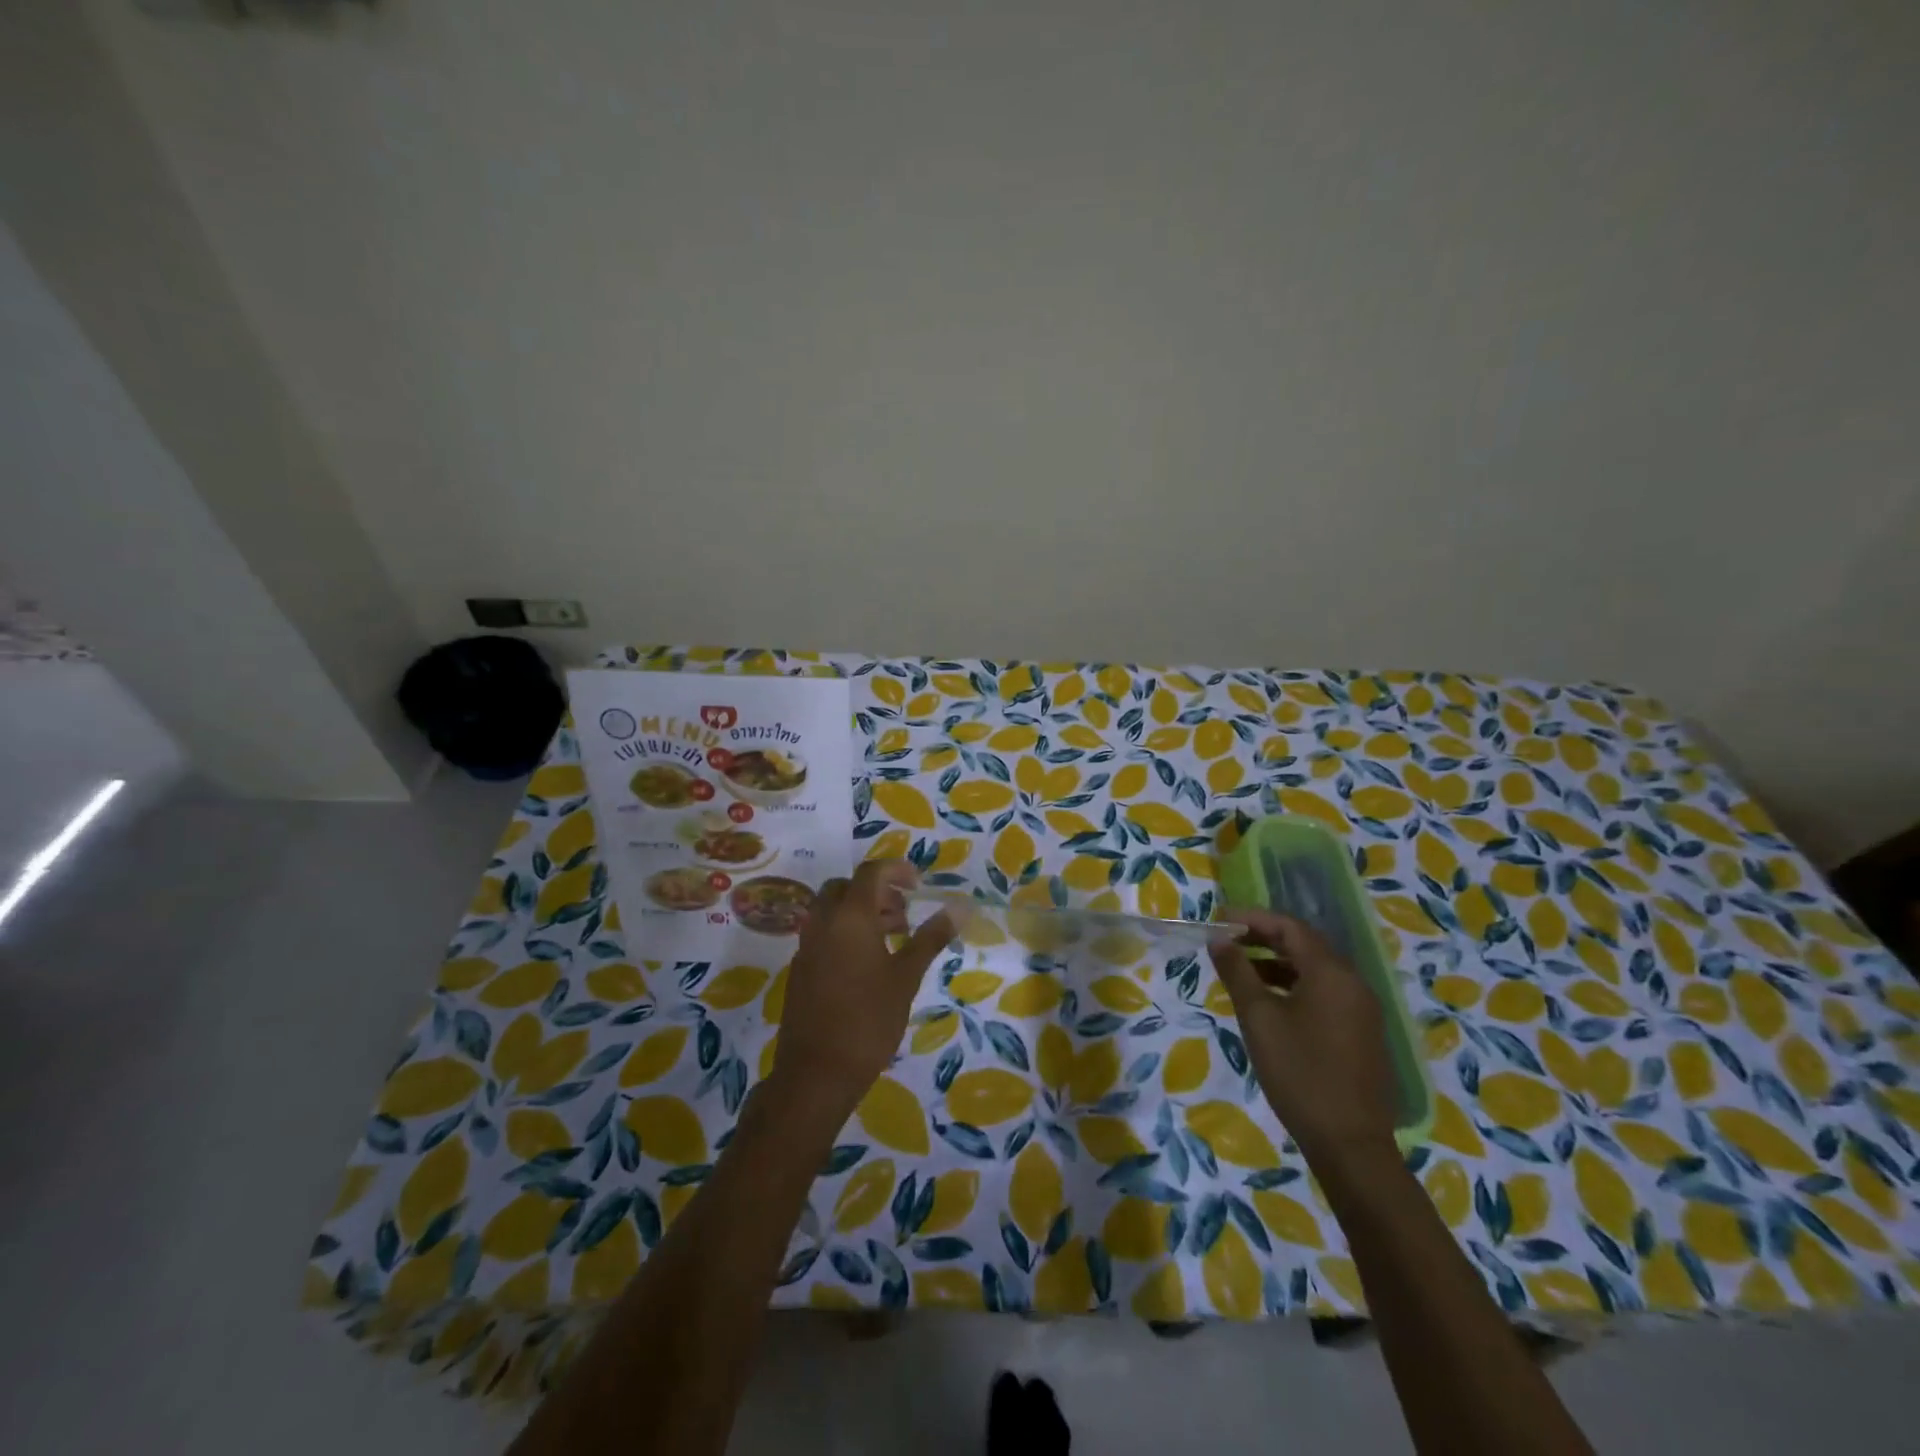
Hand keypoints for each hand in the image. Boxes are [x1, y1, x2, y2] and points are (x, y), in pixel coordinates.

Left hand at [765, 861, 957, 1127]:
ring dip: (862, 913)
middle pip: (846, 888)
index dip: (896, 870)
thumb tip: (960, 907)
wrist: (816, 1073)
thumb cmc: (868, 1019)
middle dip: (877, 893)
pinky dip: (846, 934)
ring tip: (894, 939)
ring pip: (832, 911)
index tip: (919, 886)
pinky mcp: (800, 970)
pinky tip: (868, 966)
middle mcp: (822, 923)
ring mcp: (806, 946)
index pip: (870, 873)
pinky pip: (823, 935)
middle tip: (904, 915)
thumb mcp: (906, 976)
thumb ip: (931, 937)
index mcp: (850, 917)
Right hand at [1208, 907, 1399, 1172]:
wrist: (1350, 1144)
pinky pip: (1325, 992)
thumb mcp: (1259, 1018)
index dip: (1253, 918)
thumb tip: (1219, 939)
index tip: (1219, 921)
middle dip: (1263, 937)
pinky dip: (1294, 985)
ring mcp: (1361, 1008)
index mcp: (1331, 972)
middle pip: (1305, 944)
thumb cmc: (1299, 1073)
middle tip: (1226, 941)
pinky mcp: (1362, 1032)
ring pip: (1315, 969)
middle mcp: (1353, 982)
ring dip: (1277, 962)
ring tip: (1240, 969)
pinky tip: (1269, 1001)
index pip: (1290, 927)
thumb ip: (1237, 972)